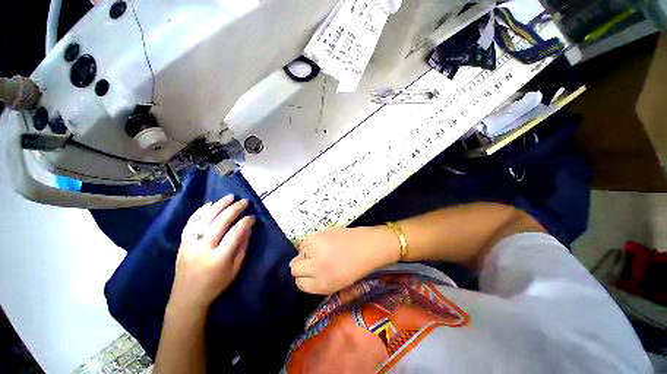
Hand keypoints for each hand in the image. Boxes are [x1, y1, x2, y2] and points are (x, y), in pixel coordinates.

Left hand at [168, 195, 254, 314]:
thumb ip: (242, 247)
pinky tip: (209, 204)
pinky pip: (190, 223)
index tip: (252, 217)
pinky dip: (200, 212)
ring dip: (219, 206)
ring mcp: (190, 244)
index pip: (235, 233)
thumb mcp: (235, 269)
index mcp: (219, 258)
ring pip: (205, 219)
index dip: (245, 222)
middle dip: (234, 209)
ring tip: (230, 197)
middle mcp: (204, 248)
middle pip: (220, 222)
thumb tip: (248, 228)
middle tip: (244, 201)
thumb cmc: (215, 285)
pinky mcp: (182, 243)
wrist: (187, 298)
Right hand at [290, 226, 399, 294]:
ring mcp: (317, 249)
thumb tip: (304, 274)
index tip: (309, 275)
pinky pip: (305, 241)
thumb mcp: (337, 284)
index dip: (304, 279)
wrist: (368, 246)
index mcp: (322, 284)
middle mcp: (316, 267)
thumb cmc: (356, 268)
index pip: (300, 284)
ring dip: (305, 254)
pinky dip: (309, 244)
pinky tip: (319, 244)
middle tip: (311, 263)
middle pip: (295, 268)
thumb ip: (318, 282)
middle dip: (301, 267)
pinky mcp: (319, 234)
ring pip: (299, 253)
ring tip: (317, 252)